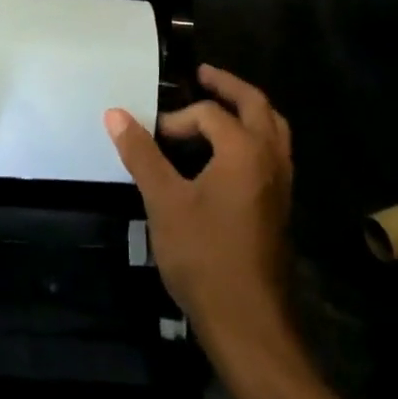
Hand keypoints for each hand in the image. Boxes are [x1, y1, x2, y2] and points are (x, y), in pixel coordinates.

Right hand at [105, 65, 293, 360]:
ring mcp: (282, 182)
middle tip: (203, 75)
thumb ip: (141, 154)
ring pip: (273, 127)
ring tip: (222, 104)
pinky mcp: (282, 204)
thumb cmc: (204, 257)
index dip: (178, 119)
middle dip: (228, 86)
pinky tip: (233, 151)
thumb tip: (115, 113)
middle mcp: (270, 157)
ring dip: (249, 109)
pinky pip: (274, 151)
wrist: (248, 323)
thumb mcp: (164, 202)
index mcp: (244, 149)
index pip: (209, 113)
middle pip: (256, 104)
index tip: (153, 136)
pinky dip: (257, 134)